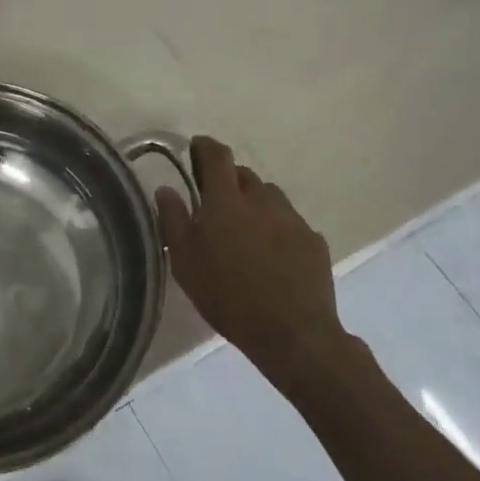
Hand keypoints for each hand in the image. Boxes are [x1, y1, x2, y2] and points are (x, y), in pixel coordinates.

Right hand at [155, 136, 348, 394]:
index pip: (217, 156)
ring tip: (246, 230)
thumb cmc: (227, 297)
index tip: (196, 149)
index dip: (205, 147)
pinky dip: (277, 227)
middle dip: (229, 181)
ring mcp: (292, 219)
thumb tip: (166, 189)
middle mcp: (261, 200)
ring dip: (255, 203)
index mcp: (226, 202)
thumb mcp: (185, 262)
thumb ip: (173, 220)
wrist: (292, 333)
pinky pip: (291, 222)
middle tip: (216, 205)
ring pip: (270, 197)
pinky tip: (272, 255)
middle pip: (244, 175)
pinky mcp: (314, 241)